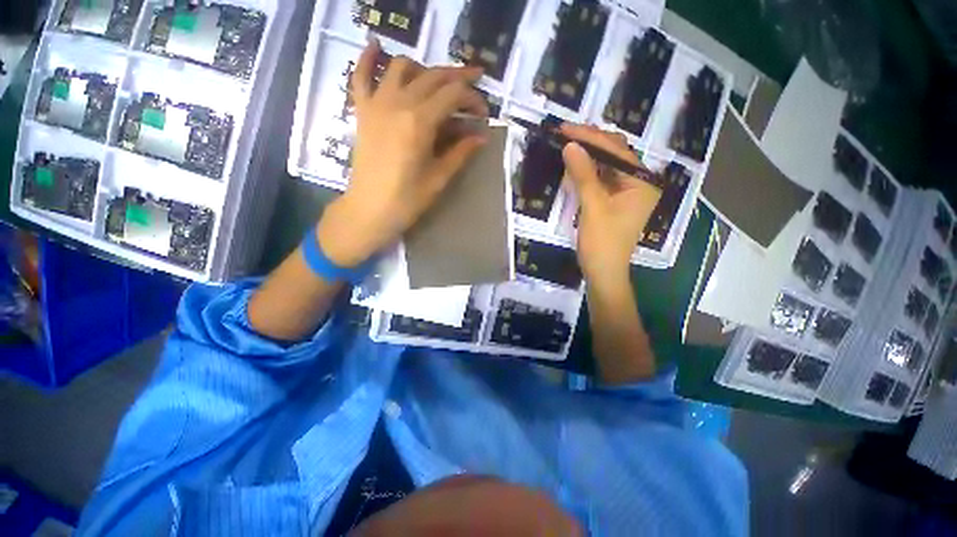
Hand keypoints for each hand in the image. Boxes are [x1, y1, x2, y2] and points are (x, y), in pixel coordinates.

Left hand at [317, 40, 488, 267]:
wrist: (370, 209)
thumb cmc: (408, 200)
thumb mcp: (439, 177)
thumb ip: (460, 152)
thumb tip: (481, 136)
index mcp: (420, 122)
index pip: (453, 94)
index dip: (473, 99)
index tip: (483, 113)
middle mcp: (398, 103)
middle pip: (433, 76)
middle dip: (458, 78)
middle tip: (473, 88)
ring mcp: (377, 103)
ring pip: (402, 67)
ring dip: (425, 69)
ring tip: (438, 84)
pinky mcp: (362, 110)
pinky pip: (360, 75)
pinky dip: (368, 58)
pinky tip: (376, 45)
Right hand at [561, 124, 661, 286]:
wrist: (603, 273)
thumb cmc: (602, 243)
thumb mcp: (593, 208)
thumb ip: (584, 175)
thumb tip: (570, 145)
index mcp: (642, 182)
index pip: (616, 151)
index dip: (590, 138)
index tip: (565, 129)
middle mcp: (638, 183)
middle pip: (614, 155)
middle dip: (589, 143)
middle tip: (564, 134)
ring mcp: (626, 193)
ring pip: (606, 166)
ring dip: (587, 156)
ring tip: (566, 144)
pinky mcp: (614, 201)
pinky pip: (601, 180)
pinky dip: (586, 172)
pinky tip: (573, 165)